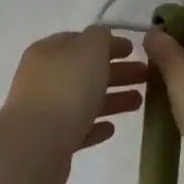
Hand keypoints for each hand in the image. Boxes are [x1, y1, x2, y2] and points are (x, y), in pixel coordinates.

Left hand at [0, 29, 147, 183]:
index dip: (108, 43)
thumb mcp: (88, 50)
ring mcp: (46, 111)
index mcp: (49, 52)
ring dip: (112, 98)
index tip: (135, 50)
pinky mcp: (52, 141)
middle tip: (147, 76)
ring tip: (140, 102)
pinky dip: (96, 126)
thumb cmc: (66, 90)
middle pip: (85, 71)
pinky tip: (112, 128)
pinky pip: (79, 128)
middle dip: (117, 71)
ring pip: (85, 100)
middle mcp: (44, 78)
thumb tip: (103, 38)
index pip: (81, 40)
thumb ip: (99, 38)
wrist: (36, 146)